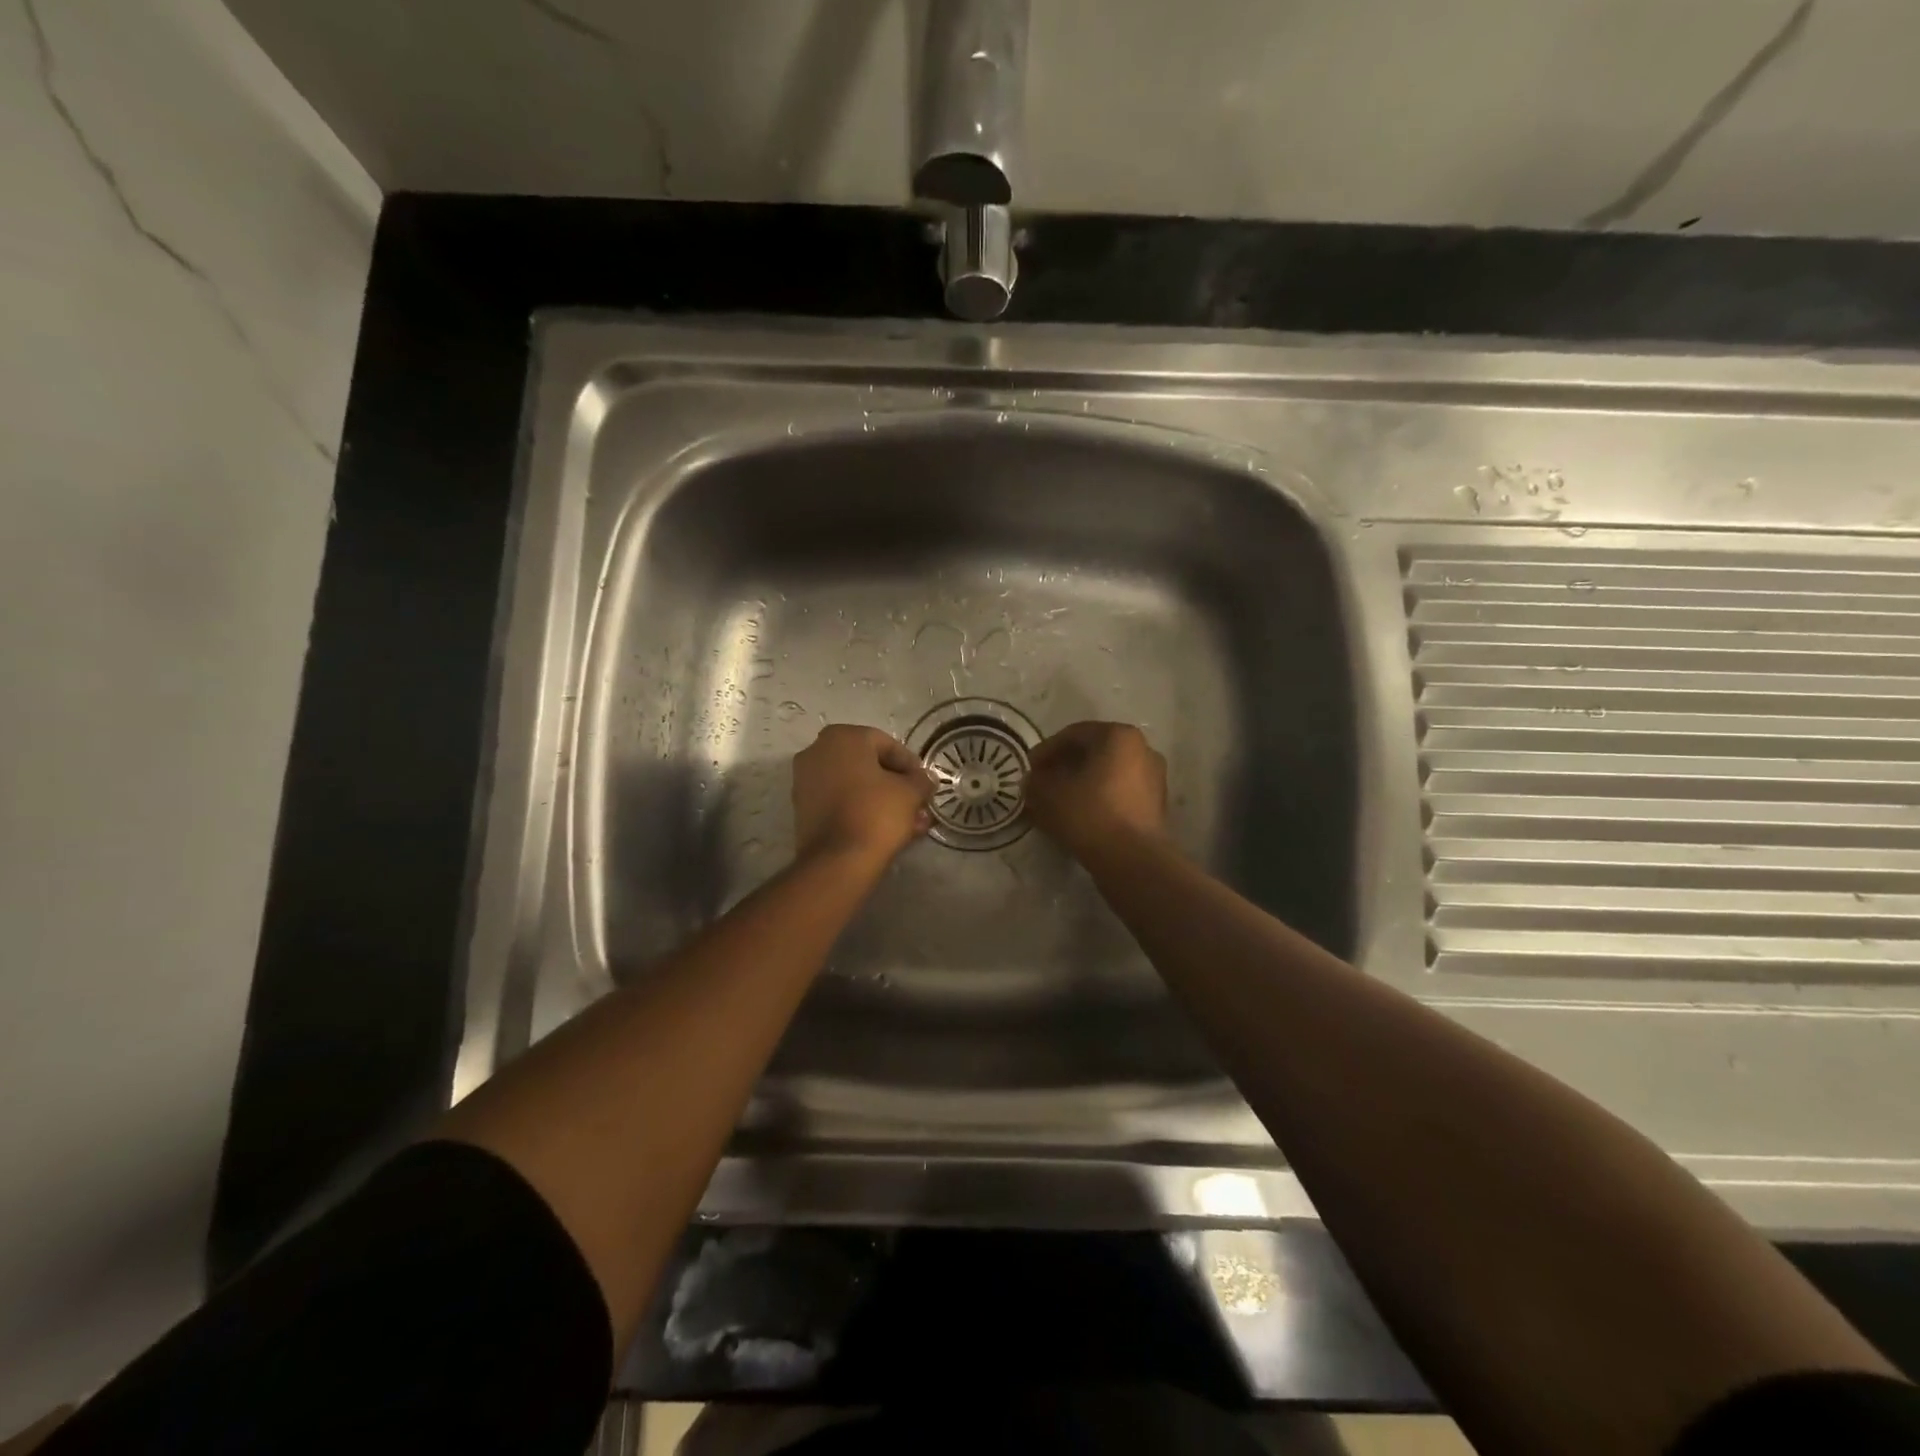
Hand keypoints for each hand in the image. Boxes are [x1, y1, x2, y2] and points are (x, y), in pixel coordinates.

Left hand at [792, 725, 933, 864]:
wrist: (837, 860)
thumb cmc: (876, 813)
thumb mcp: (910, 793)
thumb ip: (921, 780)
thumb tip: (924, 779)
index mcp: (842, 737)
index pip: (886, 743)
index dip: (909, 764)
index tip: (924, 782)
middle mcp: (817, 751)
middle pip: (868, 765)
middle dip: (896, 786)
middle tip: (918, 804)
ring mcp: (805, 781)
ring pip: (855, 786)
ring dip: (882, 801)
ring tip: (910, 823)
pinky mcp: (803, 809)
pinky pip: (840, 802)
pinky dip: (862, 811)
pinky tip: (887, 830)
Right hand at [1026, 721, 1168, 860]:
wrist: (1133, 860)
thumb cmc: (1089, 813)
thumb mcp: (1048, 794)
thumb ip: (1035, 781)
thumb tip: (1032, 781)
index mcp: (1119, 735)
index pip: (1074, 734)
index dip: (1046, 751)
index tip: (1029, 769)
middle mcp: (1143, 749)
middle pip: (1093, 752)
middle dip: (1064, 766)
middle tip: (1042, 783)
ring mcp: (1154, 778)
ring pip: (1107, 774)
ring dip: (1081, 784)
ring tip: (1058, 802)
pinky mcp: (1156, 806)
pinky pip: (1119, 794)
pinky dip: (1098, 799)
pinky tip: (1079, 816)